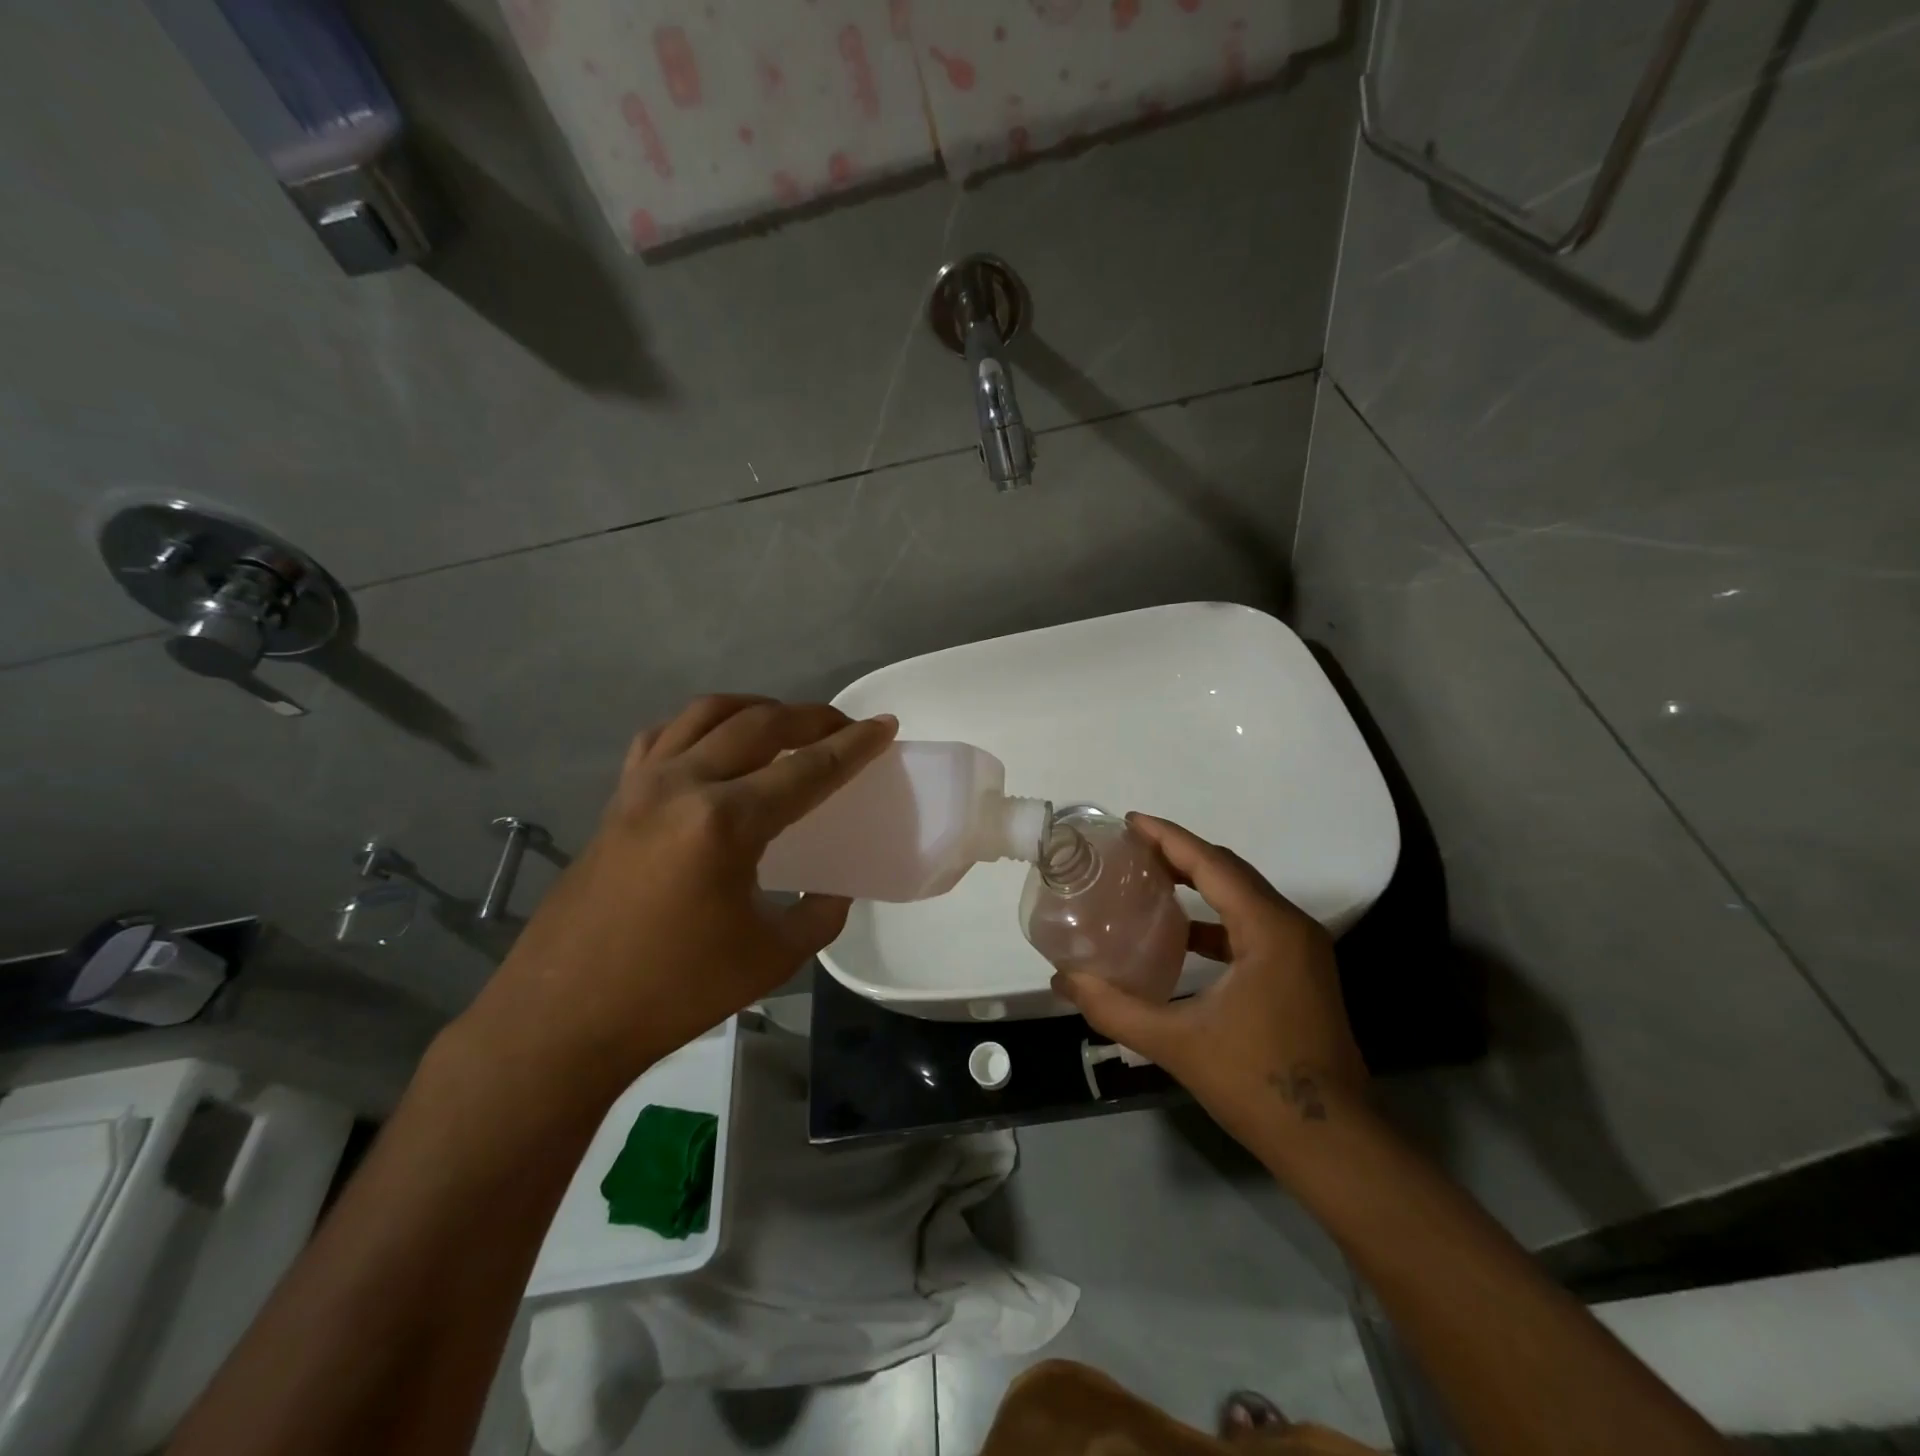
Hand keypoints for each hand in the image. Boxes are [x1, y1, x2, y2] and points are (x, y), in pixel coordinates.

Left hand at [454, 695, 897, 1107]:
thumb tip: (832, 888)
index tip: (884, 725)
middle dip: (810, 717)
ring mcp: (641, 787)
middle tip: (843, 726)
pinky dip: (700, 728)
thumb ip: (818, 914)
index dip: (853, 746)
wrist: (564, 1018)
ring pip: (706, 715)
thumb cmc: (675, 992)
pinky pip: (663, 738)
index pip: (807, 770)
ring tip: (785, 725)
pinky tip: (714, 747)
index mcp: (725, 823)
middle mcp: (682, 786)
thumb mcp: (772, 958)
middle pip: (759, 724)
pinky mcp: (616, 800)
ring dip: (755, 709)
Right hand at [1051, 813, 1368, 1156]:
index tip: (1130, 821)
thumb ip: (1114, 1008)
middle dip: (1181, 853)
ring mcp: (1301, 951)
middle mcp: (1291, 927)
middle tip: (1132, 847)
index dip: (1169, 838)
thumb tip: (1063, 980)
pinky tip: (1181, 935)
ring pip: (1243, 897)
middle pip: (1230, 871)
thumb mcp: (1177, 1043)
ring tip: (1150, 879)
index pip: (1212, 863)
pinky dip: (1215, 918)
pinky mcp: (1300, 973)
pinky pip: (1251, 925)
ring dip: (1199, 883)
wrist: (1334, 1145)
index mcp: (1268, 929)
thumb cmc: (1257, 1084)